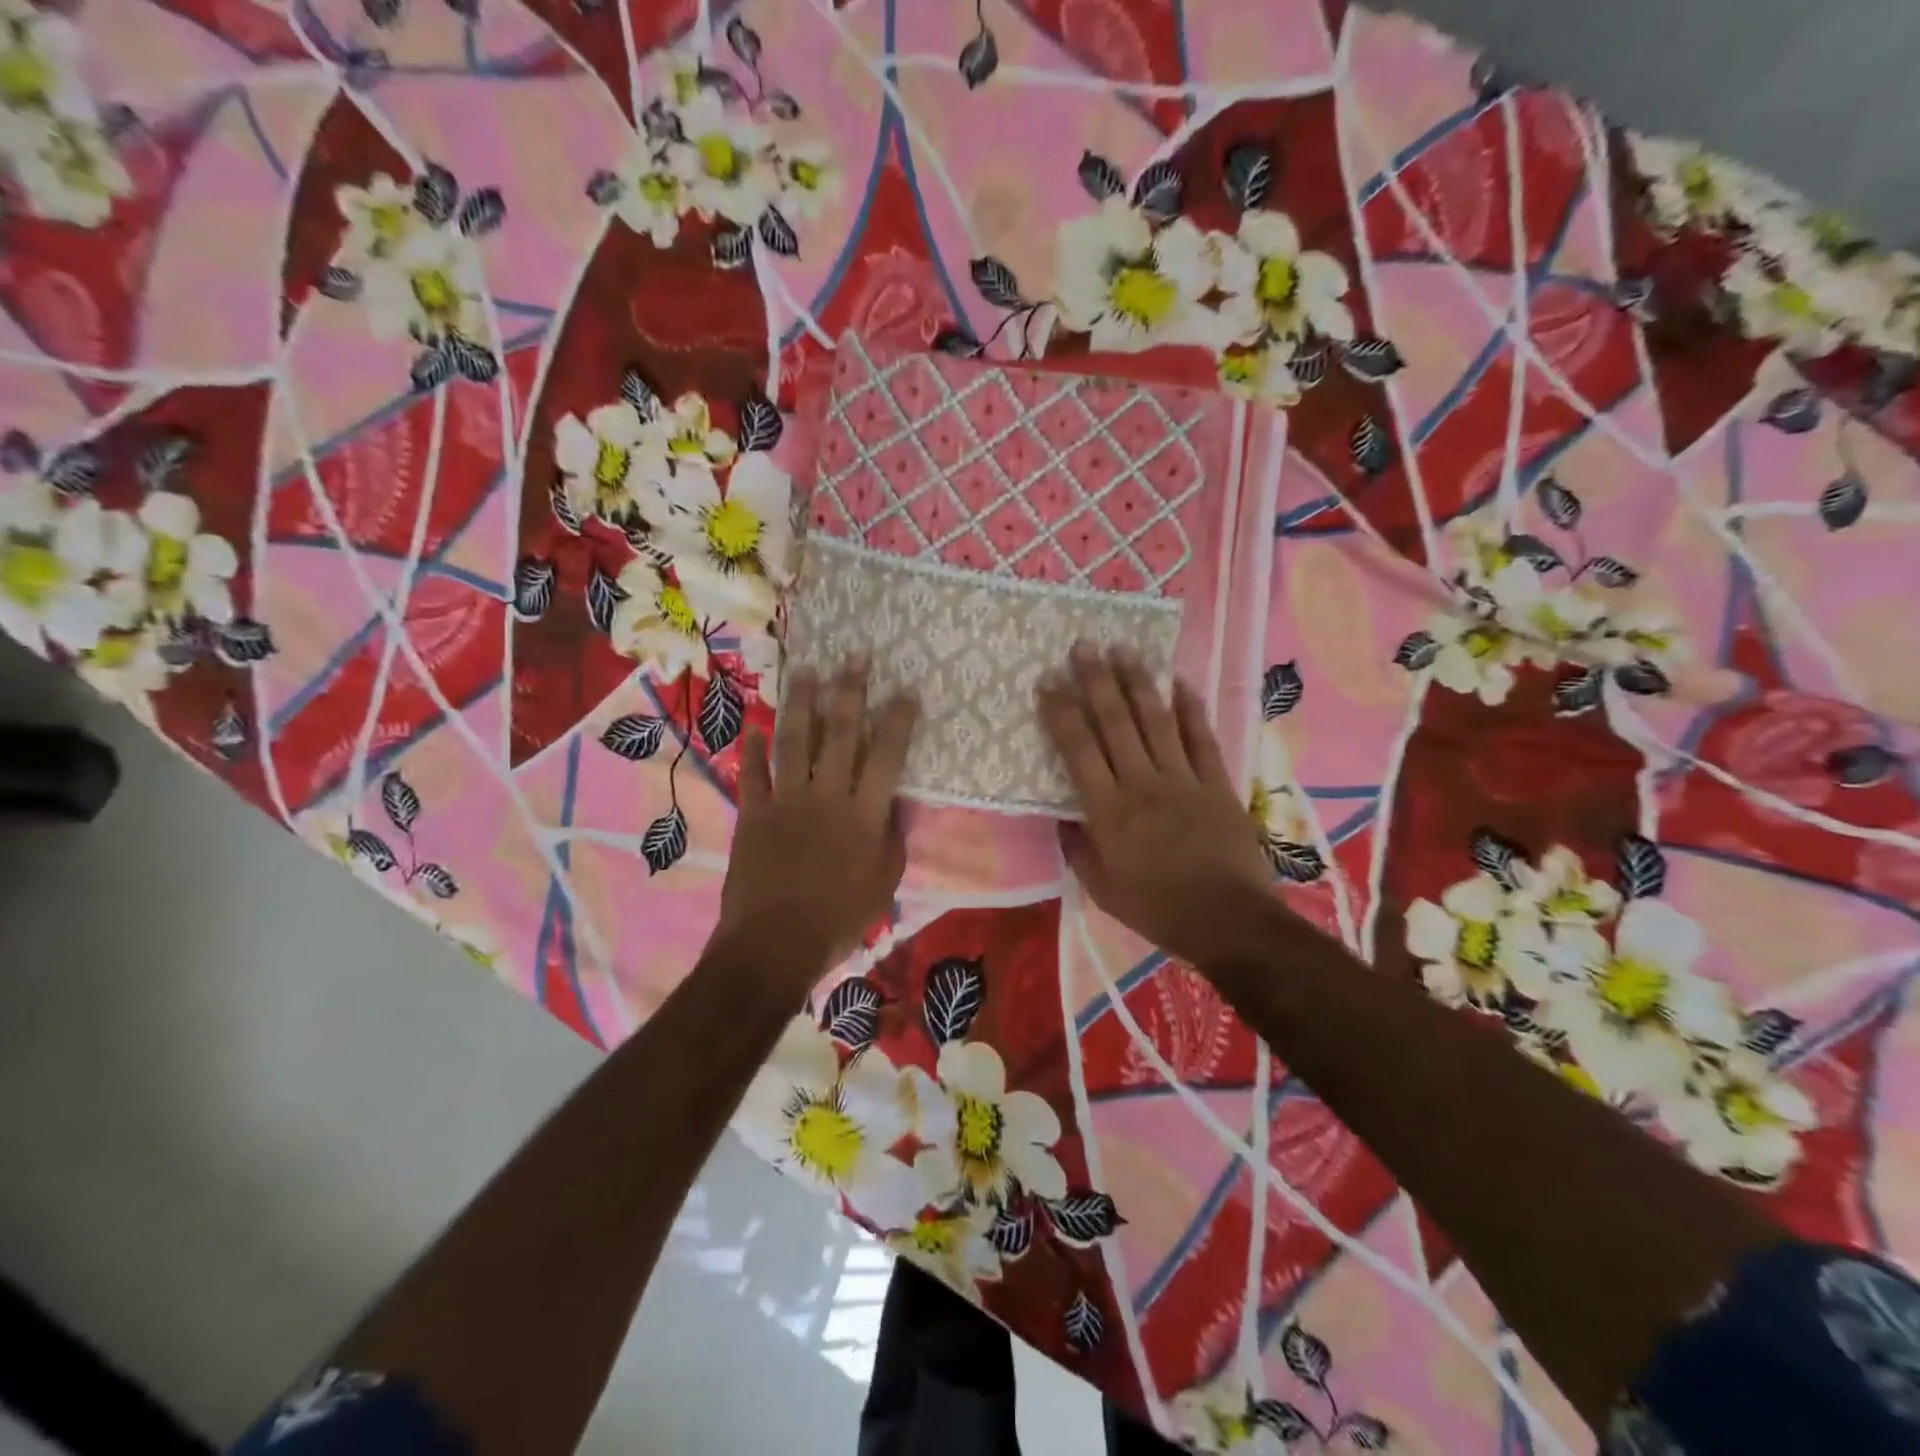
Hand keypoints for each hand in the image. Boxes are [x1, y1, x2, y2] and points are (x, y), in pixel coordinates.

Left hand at [717, 659, 918, 976]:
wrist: (774, 944)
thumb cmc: (839, 918)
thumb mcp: (884, 883)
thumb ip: (891, 837)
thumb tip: (893, 803)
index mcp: (864, 814)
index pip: (887, 755)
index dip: (898, 720)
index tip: (906, 691)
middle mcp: (826, 795)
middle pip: (840, 733)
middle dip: (850, 690)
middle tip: (855, 655)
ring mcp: (785, 800)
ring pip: (794, 740)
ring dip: (800, 702)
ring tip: (806, 670)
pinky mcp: (753, 813)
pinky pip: (753, 772)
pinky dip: (753, 748)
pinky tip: (755, 725)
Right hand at [1037, 643, 1273, 967]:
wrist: (1228, 920)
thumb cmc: (1157, 908)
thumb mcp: (1101, 889)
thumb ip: (1079, 849)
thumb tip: (1064, 819)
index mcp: (1109, 810)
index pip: (1078, 749)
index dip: (1060, 711)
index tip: (1048, 681)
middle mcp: (1142, 783)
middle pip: (1115, 722)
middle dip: (1095, 680)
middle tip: (1082, 646)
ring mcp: (1183, 779)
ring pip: (1156, 720)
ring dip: (1137, 682)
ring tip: (1122, 649)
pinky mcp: (1217, 783)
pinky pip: (1201, 738)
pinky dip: (1190, 708)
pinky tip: (1180, 681)